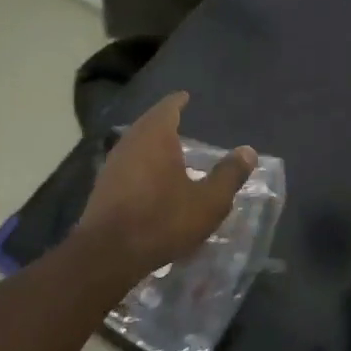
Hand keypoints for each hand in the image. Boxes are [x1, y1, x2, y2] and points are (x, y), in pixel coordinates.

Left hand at [77, 92, 257, 280]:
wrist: (109, 253)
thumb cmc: (163, 220)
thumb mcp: (208, 201)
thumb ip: (229, 175)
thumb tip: (248, 151)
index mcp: (155, 136)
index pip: (167, 108)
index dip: (178, 102)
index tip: (185, 97)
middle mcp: (130, 142)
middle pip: (148, 123)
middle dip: (163, 121)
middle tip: (179, 120)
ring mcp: (112, 164)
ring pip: (135, 143)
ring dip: (151, 143)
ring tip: (167, 148)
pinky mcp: (103, 186)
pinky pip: (127, 164)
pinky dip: (141, 162)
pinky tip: (150, 177)